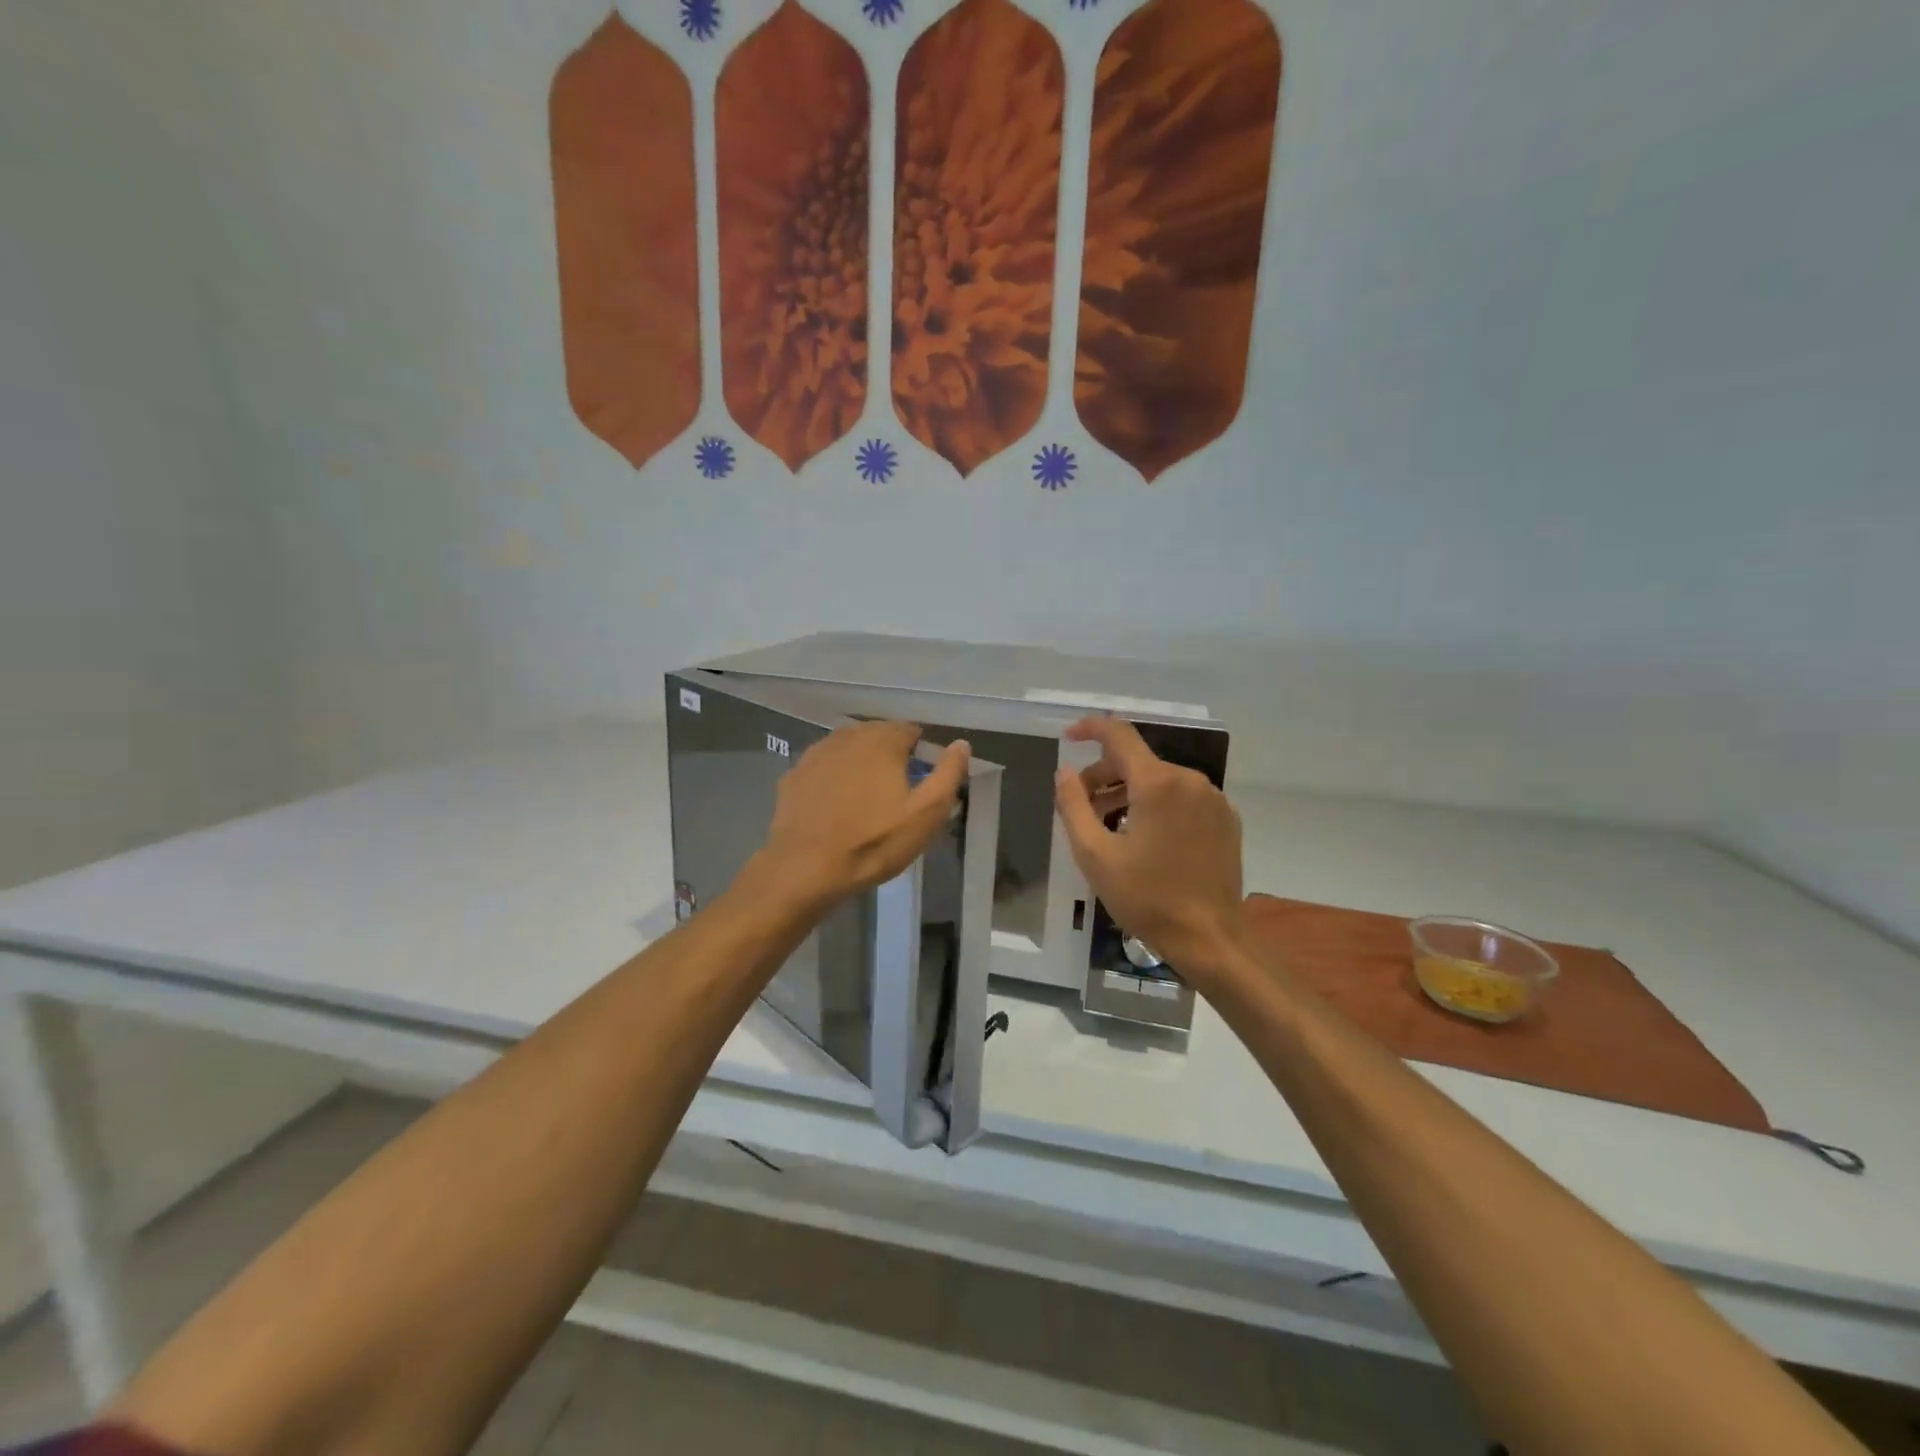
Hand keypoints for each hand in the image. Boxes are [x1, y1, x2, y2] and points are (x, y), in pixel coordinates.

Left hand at [759, 720, 970, 910]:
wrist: (806, 867)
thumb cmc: (874, 841)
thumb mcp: (926, 813)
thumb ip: (948, 774)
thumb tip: (961, 744)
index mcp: (882, 740)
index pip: (909, 730)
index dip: (919, 753)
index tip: (921, 780)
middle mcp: (847, 736)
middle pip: (877, 736)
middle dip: (889, 756)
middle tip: (896, 792)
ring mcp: (816, 754)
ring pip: (848, 750)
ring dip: (860, 765)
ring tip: (866, 799)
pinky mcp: (794, 775)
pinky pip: (823, 768)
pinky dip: (833, 778)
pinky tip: (835, 805)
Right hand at [1054, 716, 1245, 983]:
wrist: (1210, 939)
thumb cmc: (1146, 898)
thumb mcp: (1094, 854)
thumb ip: (1073, 805)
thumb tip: (1065, 771)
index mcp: (1157, 783)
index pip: (1119, 735)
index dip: (1090, 728)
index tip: (1068, 737)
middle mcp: (1190, 780)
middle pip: (1137, 761)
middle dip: (1104, 775)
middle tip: (1081, 807)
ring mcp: (1213, 799)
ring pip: (1160, 780)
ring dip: (1128, 793)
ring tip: (1109, 828)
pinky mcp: (1226, 819)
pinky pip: (1182, 798)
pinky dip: (1157, 805)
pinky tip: (1145, 839)